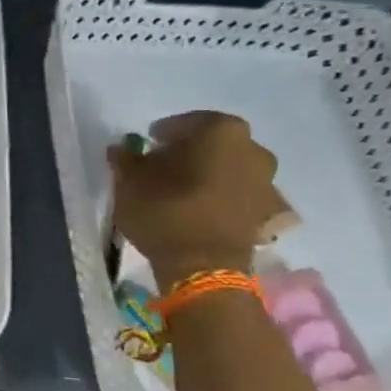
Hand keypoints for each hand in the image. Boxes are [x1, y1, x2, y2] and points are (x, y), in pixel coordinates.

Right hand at [107, 111, 280, 285]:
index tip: (146, 149)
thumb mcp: (130, 183)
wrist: (204, 267)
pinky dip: (220, 198)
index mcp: (220, 130)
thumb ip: (126, 160)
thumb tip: (122, 149)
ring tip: (180, 193)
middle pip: (212, 144)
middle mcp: (253, 148)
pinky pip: (238, 195)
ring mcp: (266, 181)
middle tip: (162, 169)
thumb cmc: (165, 212)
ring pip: (227, 168)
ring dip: (207, 175)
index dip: (161, 136)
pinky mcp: (267, 212)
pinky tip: (199, 211)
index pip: (184, 123)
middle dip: (188, 153)